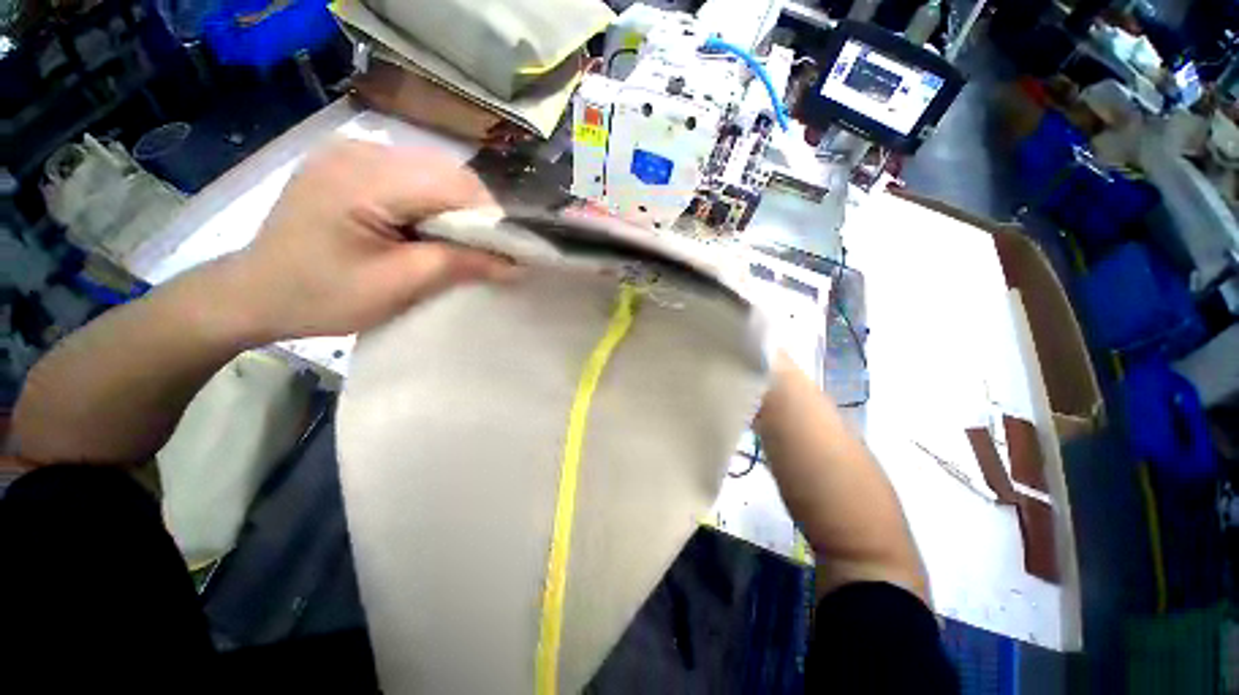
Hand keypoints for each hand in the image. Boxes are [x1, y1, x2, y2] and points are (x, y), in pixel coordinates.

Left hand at [225, 139, 513, 341]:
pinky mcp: (351, 163)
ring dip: (457, 208)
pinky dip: (434, 202)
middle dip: (476, 213)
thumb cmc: (321, 296)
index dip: (491, 217)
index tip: (509, 252)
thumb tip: (516, 264)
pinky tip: (428, 228)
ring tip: (458, 243)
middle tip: (486, 252)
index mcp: (363, 178)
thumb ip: (460, 266)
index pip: (453, 184)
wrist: (255, 293)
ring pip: (434, 172)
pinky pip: (412, 175)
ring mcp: (352, 152)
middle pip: (446, 172)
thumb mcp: (397, 286)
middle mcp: (359, 150)